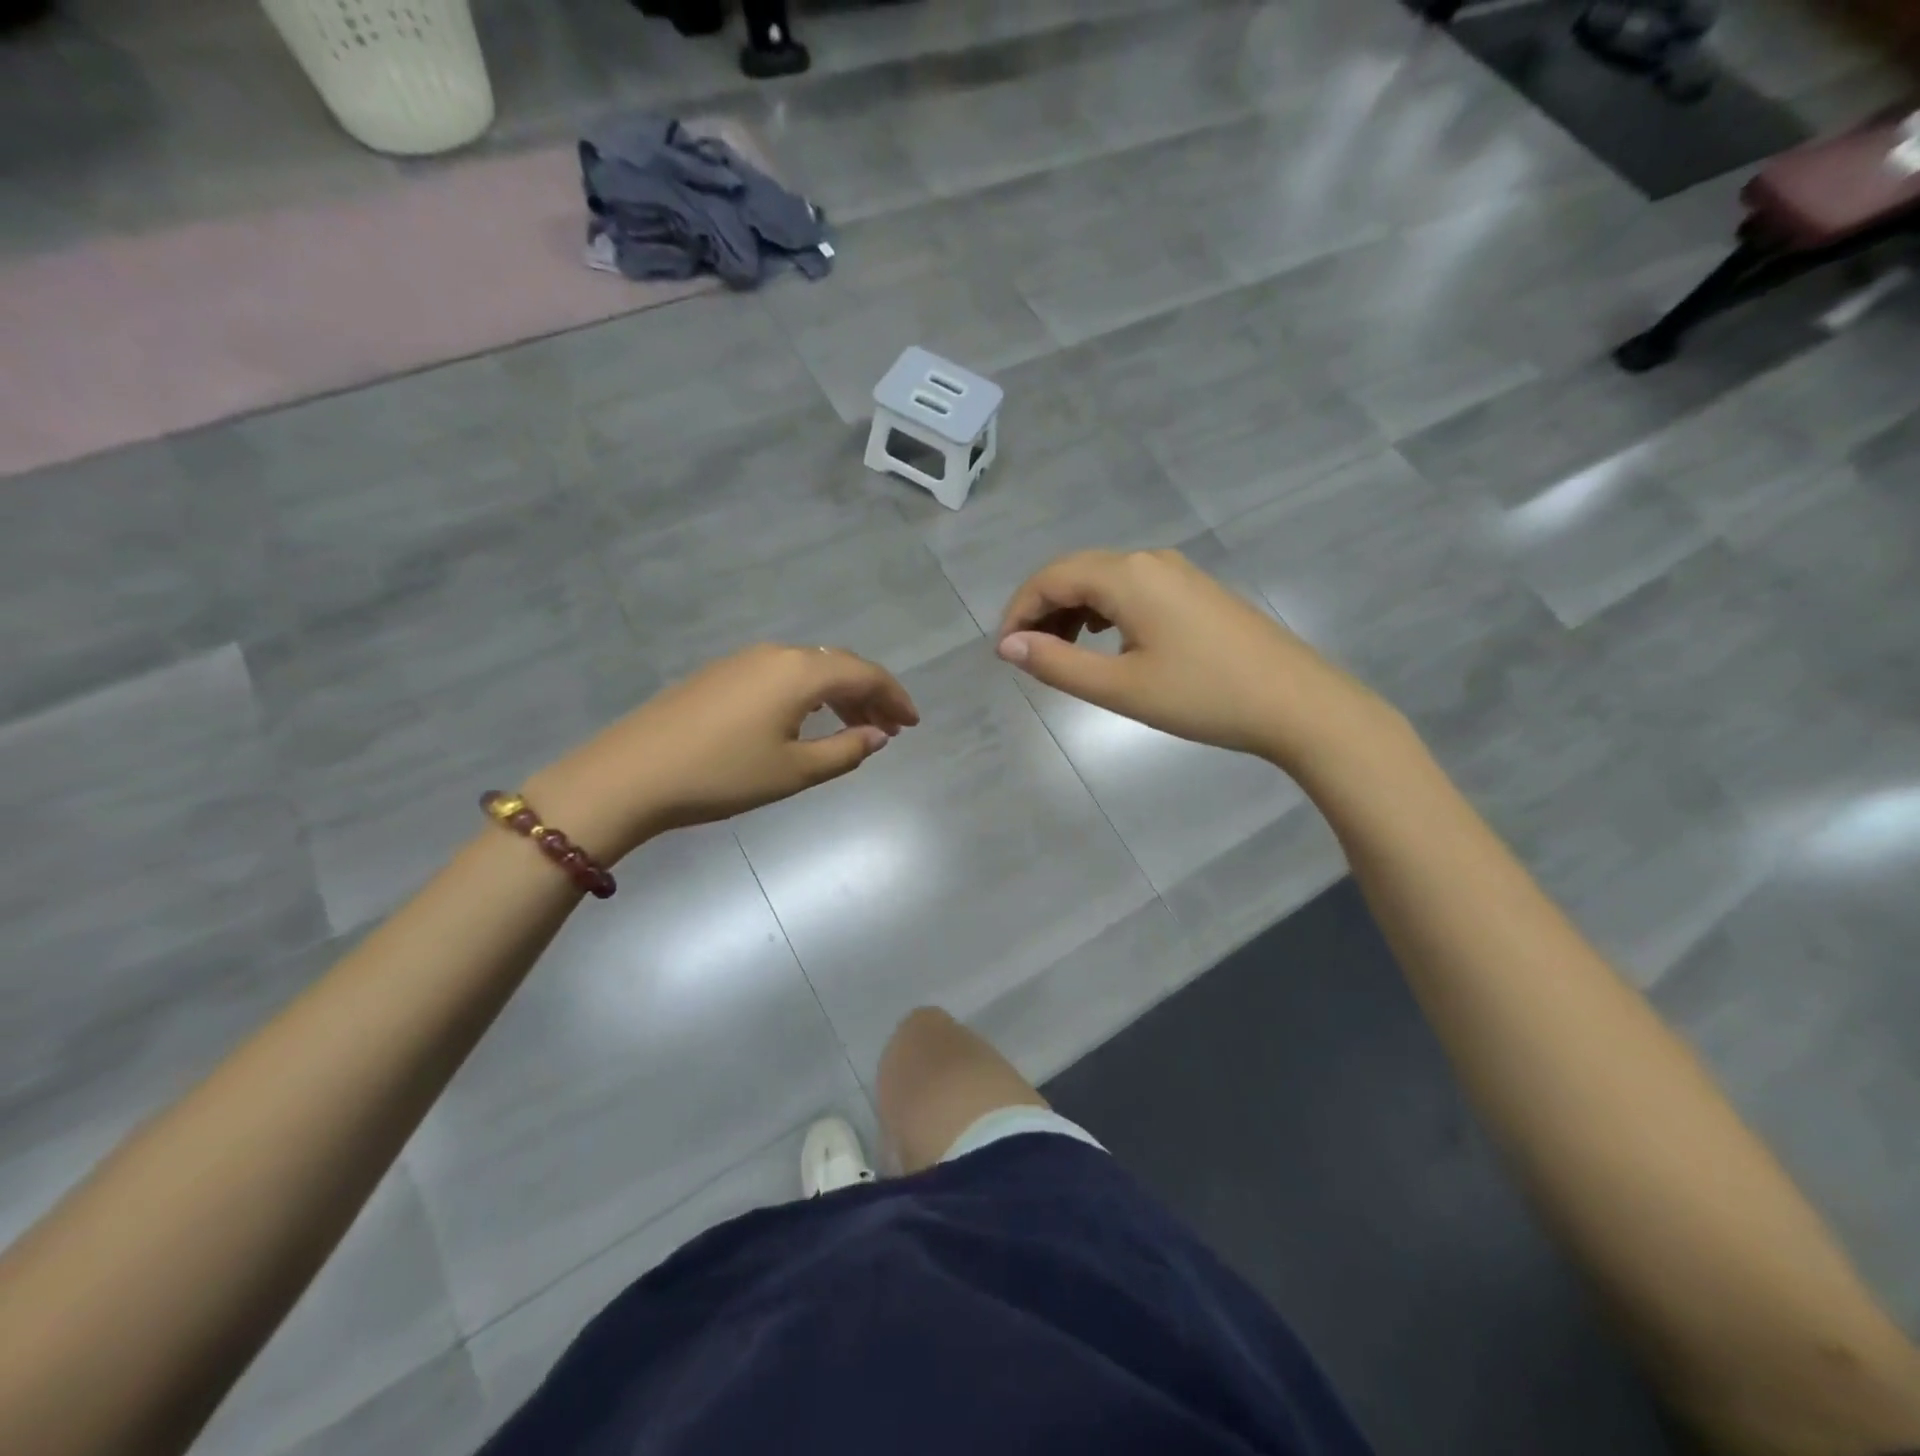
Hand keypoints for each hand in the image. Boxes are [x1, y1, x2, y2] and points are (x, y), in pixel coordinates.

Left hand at [527, 644, 918, 860]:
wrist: (631, 774)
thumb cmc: (722, 775)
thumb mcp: (794, 771)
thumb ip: (845, 751)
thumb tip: (878, 735)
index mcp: (800, 671)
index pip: (865, 673)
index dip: (895, 697)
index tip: (913, 724)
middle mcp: (776, 654)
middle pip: (839, 665)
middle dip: (870, 695)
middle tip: (889, 730)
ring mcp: (744, 661)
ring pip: (809, 669)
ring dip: (839, 695)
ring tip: (854, 729)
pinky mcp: (720, 674)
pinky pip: (782, 675)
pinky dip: (808, 695)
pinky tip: (807, 722)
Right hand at [995, 548, 1384, 766]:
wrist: (1296, 703)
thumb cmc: (1203, 696)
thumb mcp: (1120, 687)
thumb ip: (1058, 664)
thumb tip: (1008, 646)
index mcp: (1127, 576)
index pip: (1051, 578)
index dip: (1018, 612)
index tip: (1003, 653)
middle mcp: (1149, 560)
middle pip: (1076, 573)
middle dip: (1042, 610)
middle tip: (1026, 656)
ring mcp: (1177, 572)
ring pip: (1105, 581)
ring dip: (1072, 611)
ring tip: (1060, 653)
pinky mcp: (1195, 591)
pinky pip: (1132, 589)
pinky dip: (1104, 611)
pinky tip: (1105, 641)